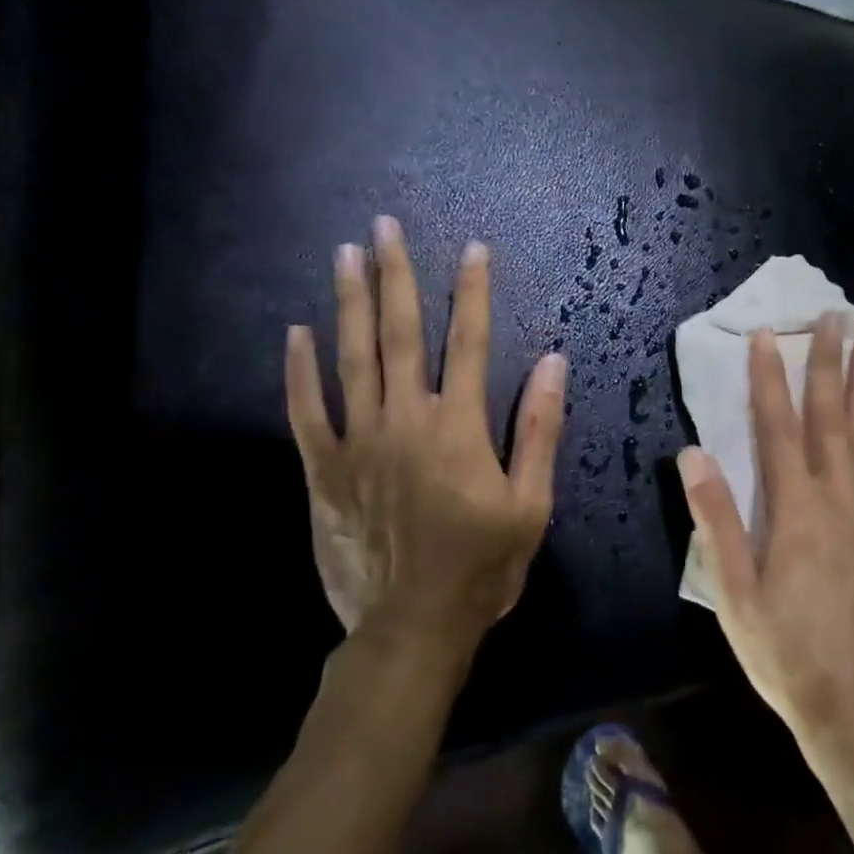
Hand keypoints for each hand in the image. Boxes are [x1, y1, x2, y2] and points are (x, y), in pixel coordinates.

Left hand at [286, 216, 567, 650]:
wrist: (412, 627)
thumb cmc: (484, 564)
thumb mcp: (532, 502)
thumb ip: (541, 429)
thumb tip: (554, 361)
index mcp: (460, 426)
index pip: (471, 342)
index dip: (473, 292)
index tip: (473, 248)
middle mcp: (406, 420)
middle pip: (401, 334)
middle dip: (395, 276)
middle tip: (385, 227)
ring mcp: (358, 443)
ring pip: (353, 359)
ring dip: (351, 303)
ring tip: (345, 255)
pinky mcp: (323, 471)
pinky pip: (307, 412)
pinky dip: (300, 371)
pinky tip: (298, 332)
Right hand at [677, 314, 853, 750]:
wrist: (851, 702)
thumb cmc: (781, 649)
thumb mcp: (733, 593)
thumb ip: (715, 521)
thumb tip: (693, 454)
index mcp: (795, 509)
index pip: (779, 427)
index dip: (770, 378)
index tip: (768, 335)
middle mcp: (838, 499)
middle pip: (832, 417)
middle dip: (830, 364)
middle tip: (835, 317)